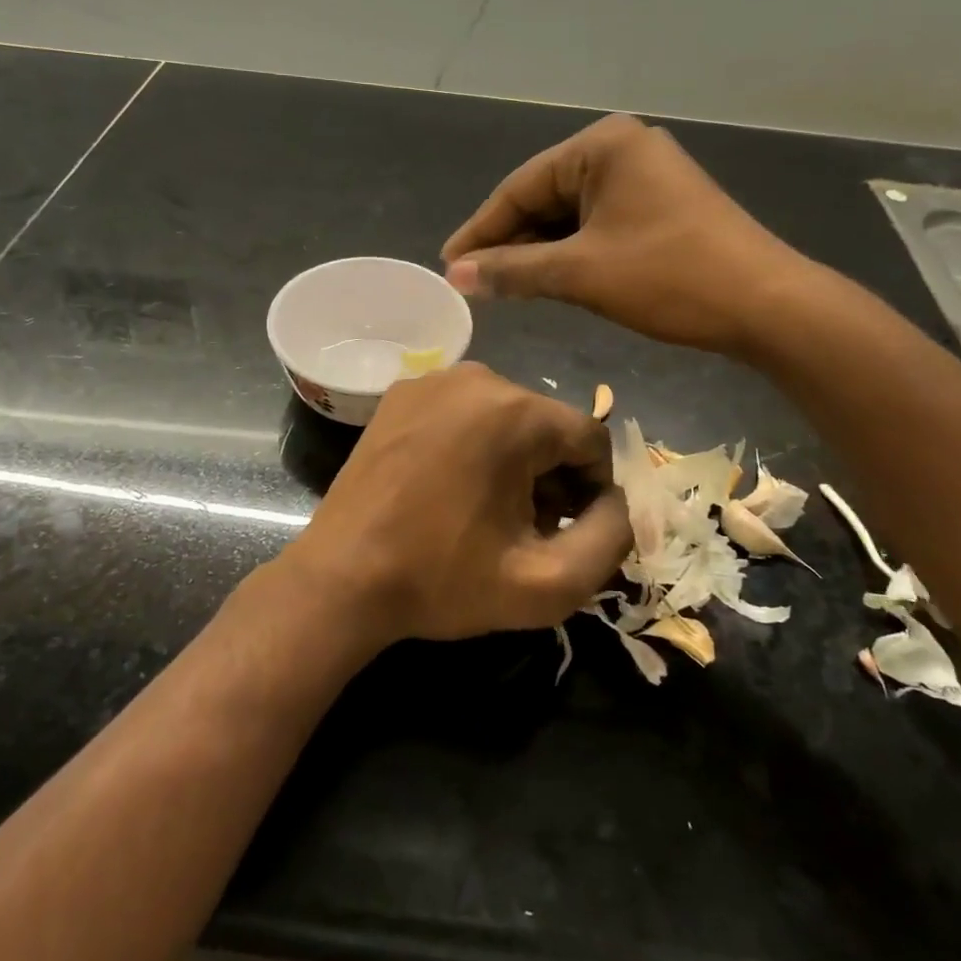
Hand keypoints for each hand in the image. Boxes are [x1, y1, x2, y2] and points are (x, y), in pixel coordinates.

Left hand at [284, 363, 631, 644]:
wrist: (341, 579)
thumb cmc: (442, 581)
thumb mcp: (548, 584)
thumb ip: (611, 539)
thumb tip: (618, 501)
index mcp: (514, 412)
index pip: (590, 438)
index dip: (593, 491)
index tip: (566, 532)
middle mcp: (475, 377)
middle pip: (546, 425)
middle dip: (551, 477)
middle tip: (524, 530)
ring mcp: (430, 379)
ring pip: (506, 416)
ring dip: (513, 461)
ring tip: (486, 513)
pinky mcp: (398, 393)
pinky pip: (463, 412)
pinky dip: (473, 445)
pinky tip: (450, 489)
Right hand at [441, 114, 816, 354]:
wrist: (766, 305)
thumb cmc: (669, 277)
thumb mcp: (581, 273)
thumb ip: (513, 270)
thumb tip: (456, 275)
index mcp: (602, 146)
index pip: (521, 187)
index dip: (481, 229)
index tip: (449, 265)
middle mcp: (623, 150)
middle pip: (545, 197)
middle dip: (509, 241)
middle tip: (473, 280)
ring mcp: (646, 178)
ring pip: (571, 214)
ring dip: (537, 250)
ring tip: (502, 285)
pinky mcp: (661, 207)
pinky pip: (598, 224)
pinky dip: (570, 252)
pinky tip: (547, 278)